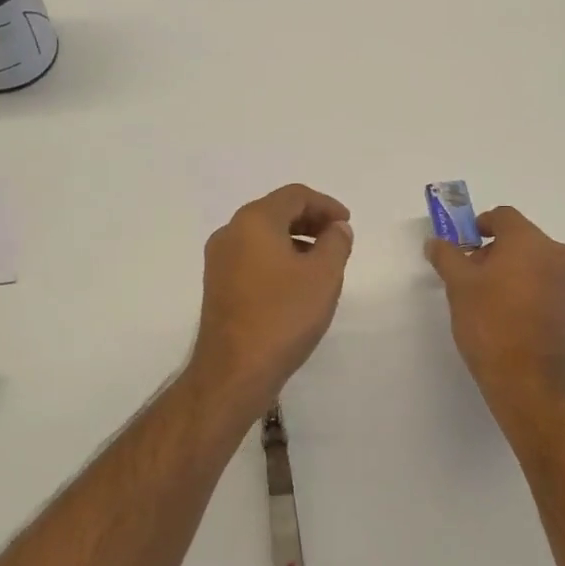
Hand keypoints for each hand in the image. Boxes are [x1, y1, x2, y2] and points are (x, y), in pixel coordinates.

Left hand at [187, 184, 353, 414]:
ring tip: (321, 263)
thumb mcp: (323, 276)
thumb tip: (337, 228)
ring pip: (262, 235)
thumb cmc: (283, 316)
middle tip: (337, 239)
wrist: (234, 370)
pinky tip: (296, 283)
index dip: (326, 204)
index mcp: (254, 221)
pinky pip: (252, 256)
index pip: (295, 195)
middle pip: (276, 211)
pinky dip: (277, 258)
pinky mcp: (217, 285)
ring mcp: (219, 260)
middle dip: (310, 220)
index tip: (347, 223)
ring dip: (294, 240)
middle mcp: (230, 232)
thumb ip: (336, 243)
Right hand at [426, 206, 564, 418]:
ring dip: (518, 274)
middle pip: (524, 241)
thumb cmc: (490, 324)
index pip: (504, 216)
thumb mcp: (458, 287)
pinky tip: (517, 321)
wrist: (529, 381)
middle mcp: (559, 256)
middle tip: (473, 277)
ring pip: (540, 266)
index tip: (465, 245)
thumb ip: (447, 256)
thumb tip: (436, 241)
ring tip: (494, 302)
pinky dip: (535, 295)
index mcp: (530, 242)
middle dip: (497, 253)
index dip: (481, 225)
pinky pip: (553, 291)